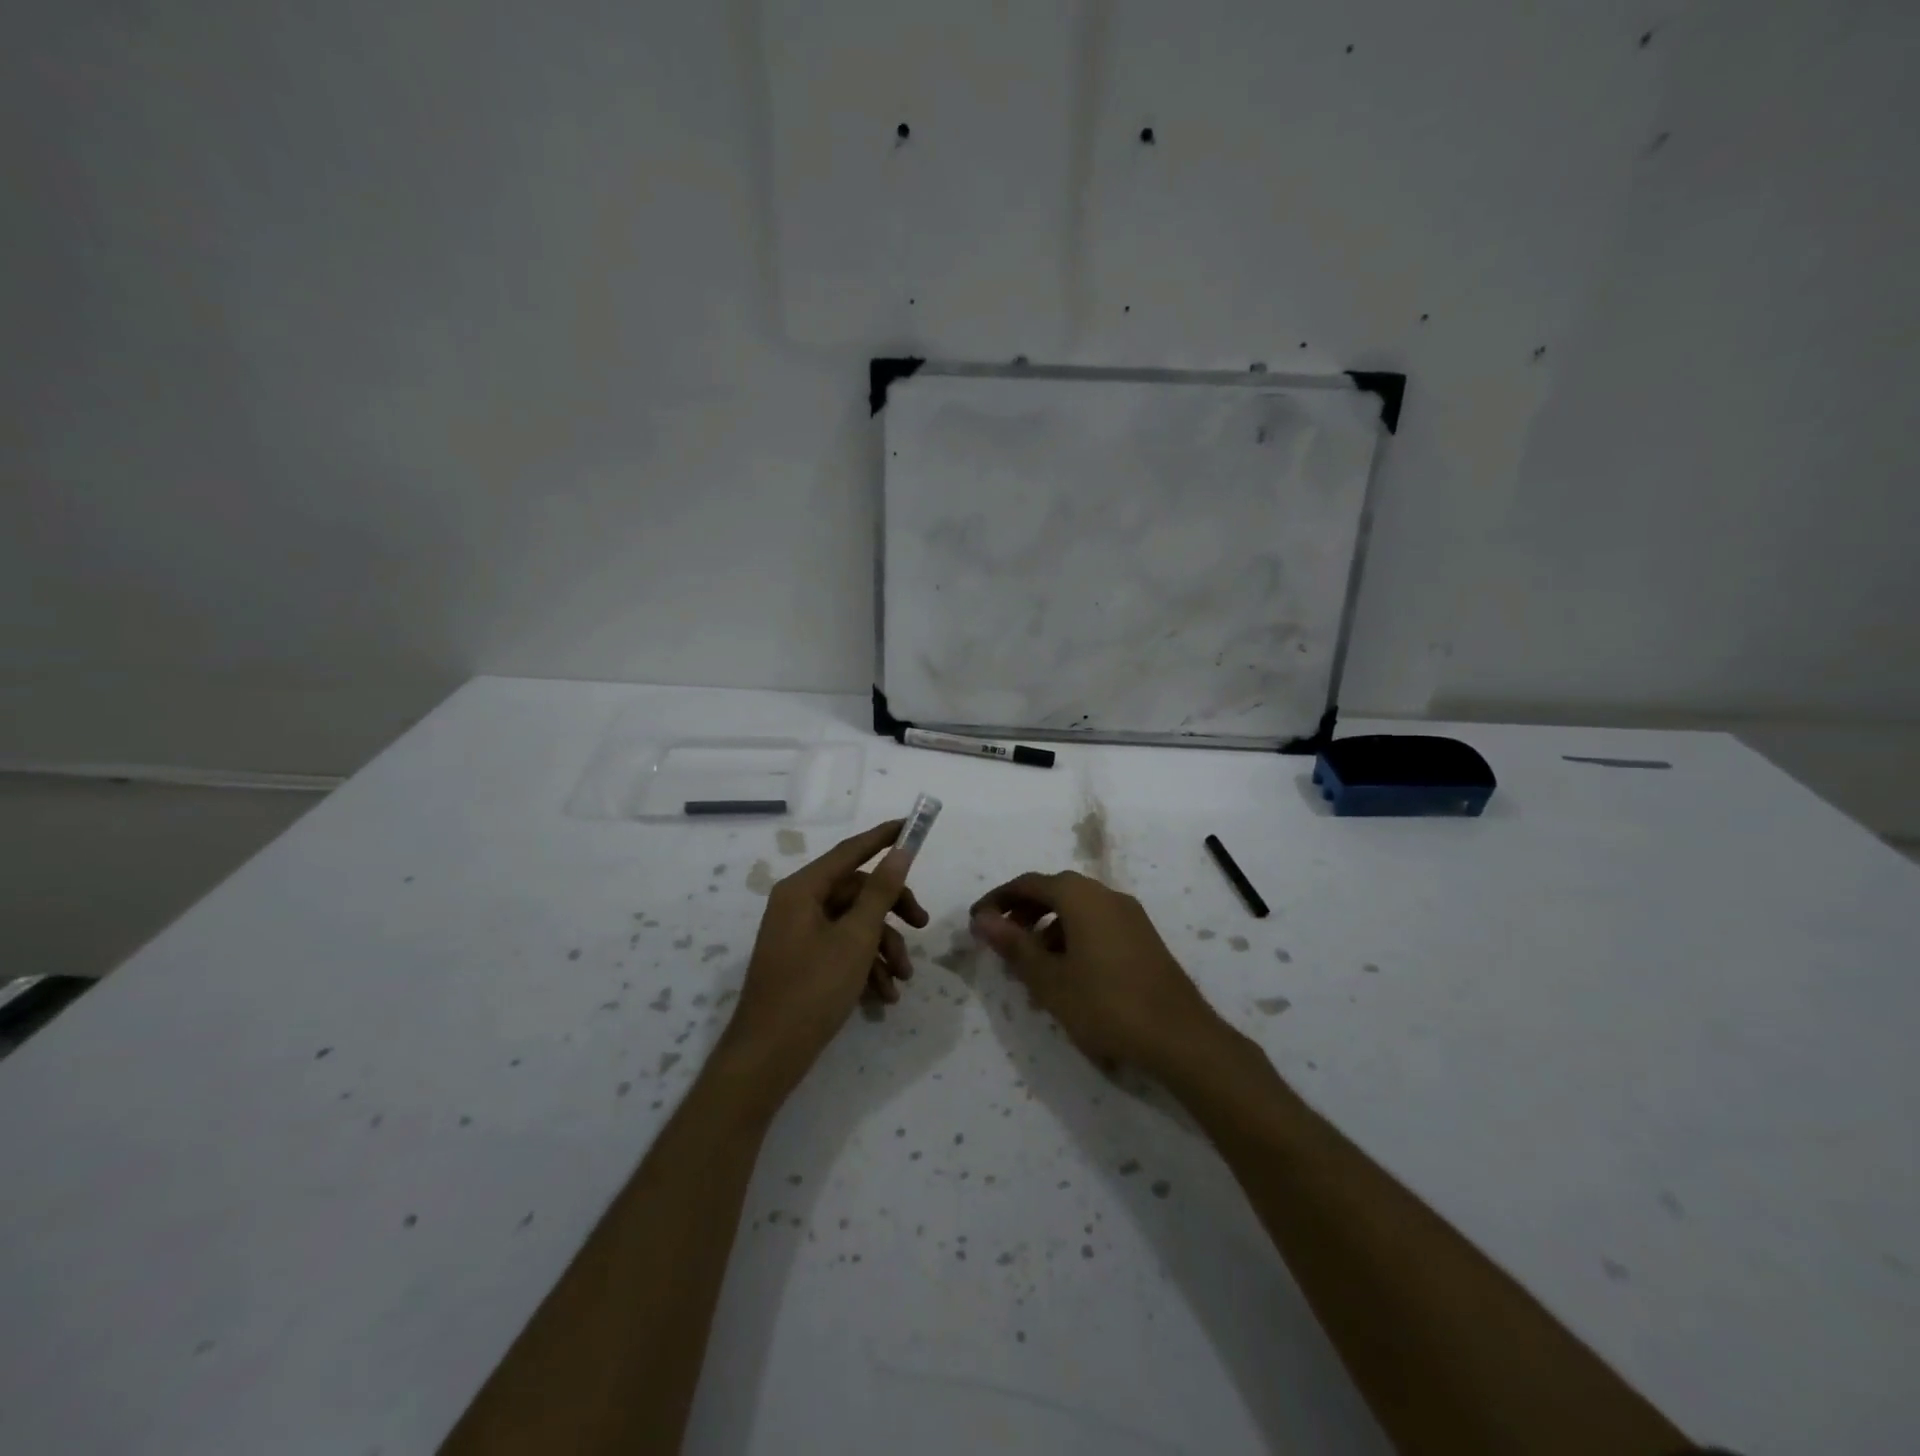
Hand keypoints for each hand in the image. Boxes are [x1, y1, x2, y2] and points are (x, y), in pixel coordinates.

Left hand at [723, 821, 928, 1098]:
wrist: (768, 1057)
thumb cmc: (812, 989)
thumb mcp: (856, 938)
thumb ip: (880, 892)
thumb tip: (900, 852)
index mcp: (802, 889)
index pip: (850, 851)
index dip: (884, 837)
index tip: (913, 826)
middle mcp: (798, 904)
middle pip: (857, 891)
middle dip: (892, 912)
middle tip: (921, 926)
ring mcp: (799, 934)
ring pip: (854, 924)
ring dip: (883, 948)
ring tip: (903, 980)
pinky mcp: (803, 961)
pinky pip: (842, 949)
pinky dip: (866, 967)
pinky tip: (885, 996)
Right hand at [970, 871, 1223, 1076]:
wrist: (1180, 1036)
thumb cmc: (1105, 1004)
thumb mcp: (1049, 979)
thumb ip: (1014, 945)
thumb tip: (982, 919)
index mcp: (1080, 896)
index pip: (1029, 883)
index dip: (998, 899)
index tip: (976, 921)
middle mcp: (1106, 895)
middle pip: (1054, 891)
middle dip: (1023, 912)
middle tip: (1000, 941)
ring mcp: (1129, 915)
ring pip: (1077, 909)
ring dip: (1047, 927)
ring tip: (1030, 964)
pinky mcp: (1143, 937)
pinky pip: (1097, 924)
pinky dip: (1072, 937)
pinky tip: (1067, 973)